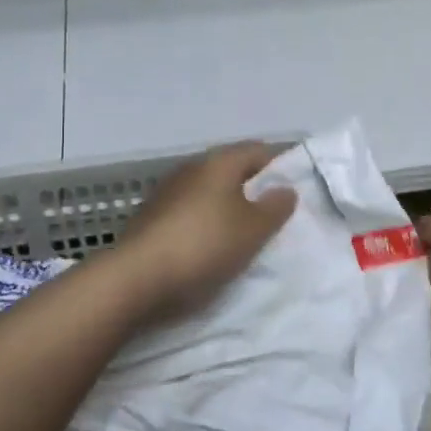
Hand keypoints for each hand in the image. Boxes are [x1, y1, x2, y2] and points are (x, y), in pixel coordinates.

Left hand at [116, 141, 297, 322]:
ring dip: (227, 208)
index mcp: (218, 162)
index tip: (294, 191)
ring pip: (208, 193)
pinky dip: (204, 224)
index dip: (280, 166)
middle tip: (273, 218)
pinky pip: (189, 213)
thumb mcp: (253, 230)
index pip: (258, 150)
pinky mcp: (150, 218)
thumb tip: (285, 188)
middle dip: (253, 189)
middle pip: (231, 170)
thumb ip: (275, 207)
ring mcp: (166, 192)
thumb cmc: (204, 246)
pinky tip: (210, 249)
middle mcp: (191, 168)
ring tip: (244, 236)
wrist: (136, 279)